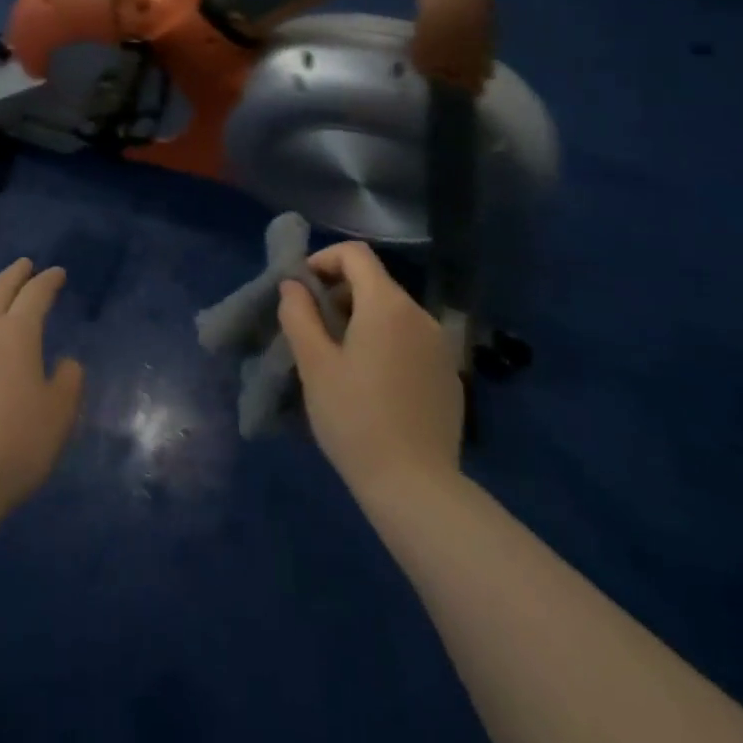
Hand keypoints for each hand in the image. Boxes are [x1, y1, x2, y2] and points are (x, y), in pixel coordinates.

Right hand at [278, 242, 465, 497]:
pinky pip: (411, 341)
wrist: (417, 488)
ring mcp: (440, 346)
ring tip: (339, 357)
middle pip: (375, 282)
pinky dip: (386, 343)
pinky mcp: (449, 375)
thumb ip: (299, 314)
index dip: (323, 260)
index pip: (356, 254)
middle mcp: (419, 315)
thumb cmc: (356, 419)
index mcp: (386, 304)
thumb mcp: (314, 365)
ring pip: (393, 312)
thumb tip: (293, 286)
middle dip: (339, 292)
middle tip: (314, 328)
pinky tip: (373, 385)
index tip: (302, 290)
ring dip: (362, 319)